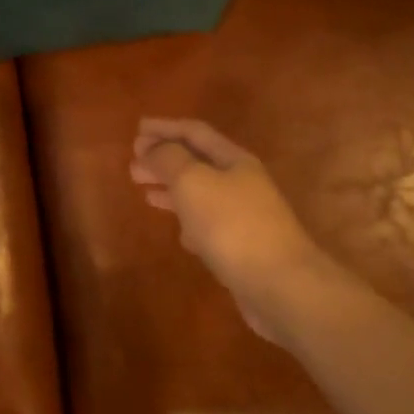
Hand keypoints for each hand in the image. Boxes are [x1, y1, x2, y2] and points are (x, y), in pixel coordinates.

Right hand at [130, 118, 325, 339]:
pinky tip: (177, 231)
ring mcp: (244, 216)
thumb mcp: (192, 181)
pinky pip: (209, 225)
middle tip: (133, 163)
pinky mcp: (242, 248)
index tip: (136, 130)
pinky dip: (188, 221)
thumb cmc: (232, 225)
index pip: (195, 132)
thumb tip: (153, 148)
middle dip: (164, 159)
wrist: (280, 285)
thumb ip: (169, 159)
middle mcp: (242, 183)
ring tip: (144, 192)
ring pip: (200, 194)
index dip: (165, 128)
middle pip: (197, 162)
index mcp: (233, 160)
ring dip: (171, 189)